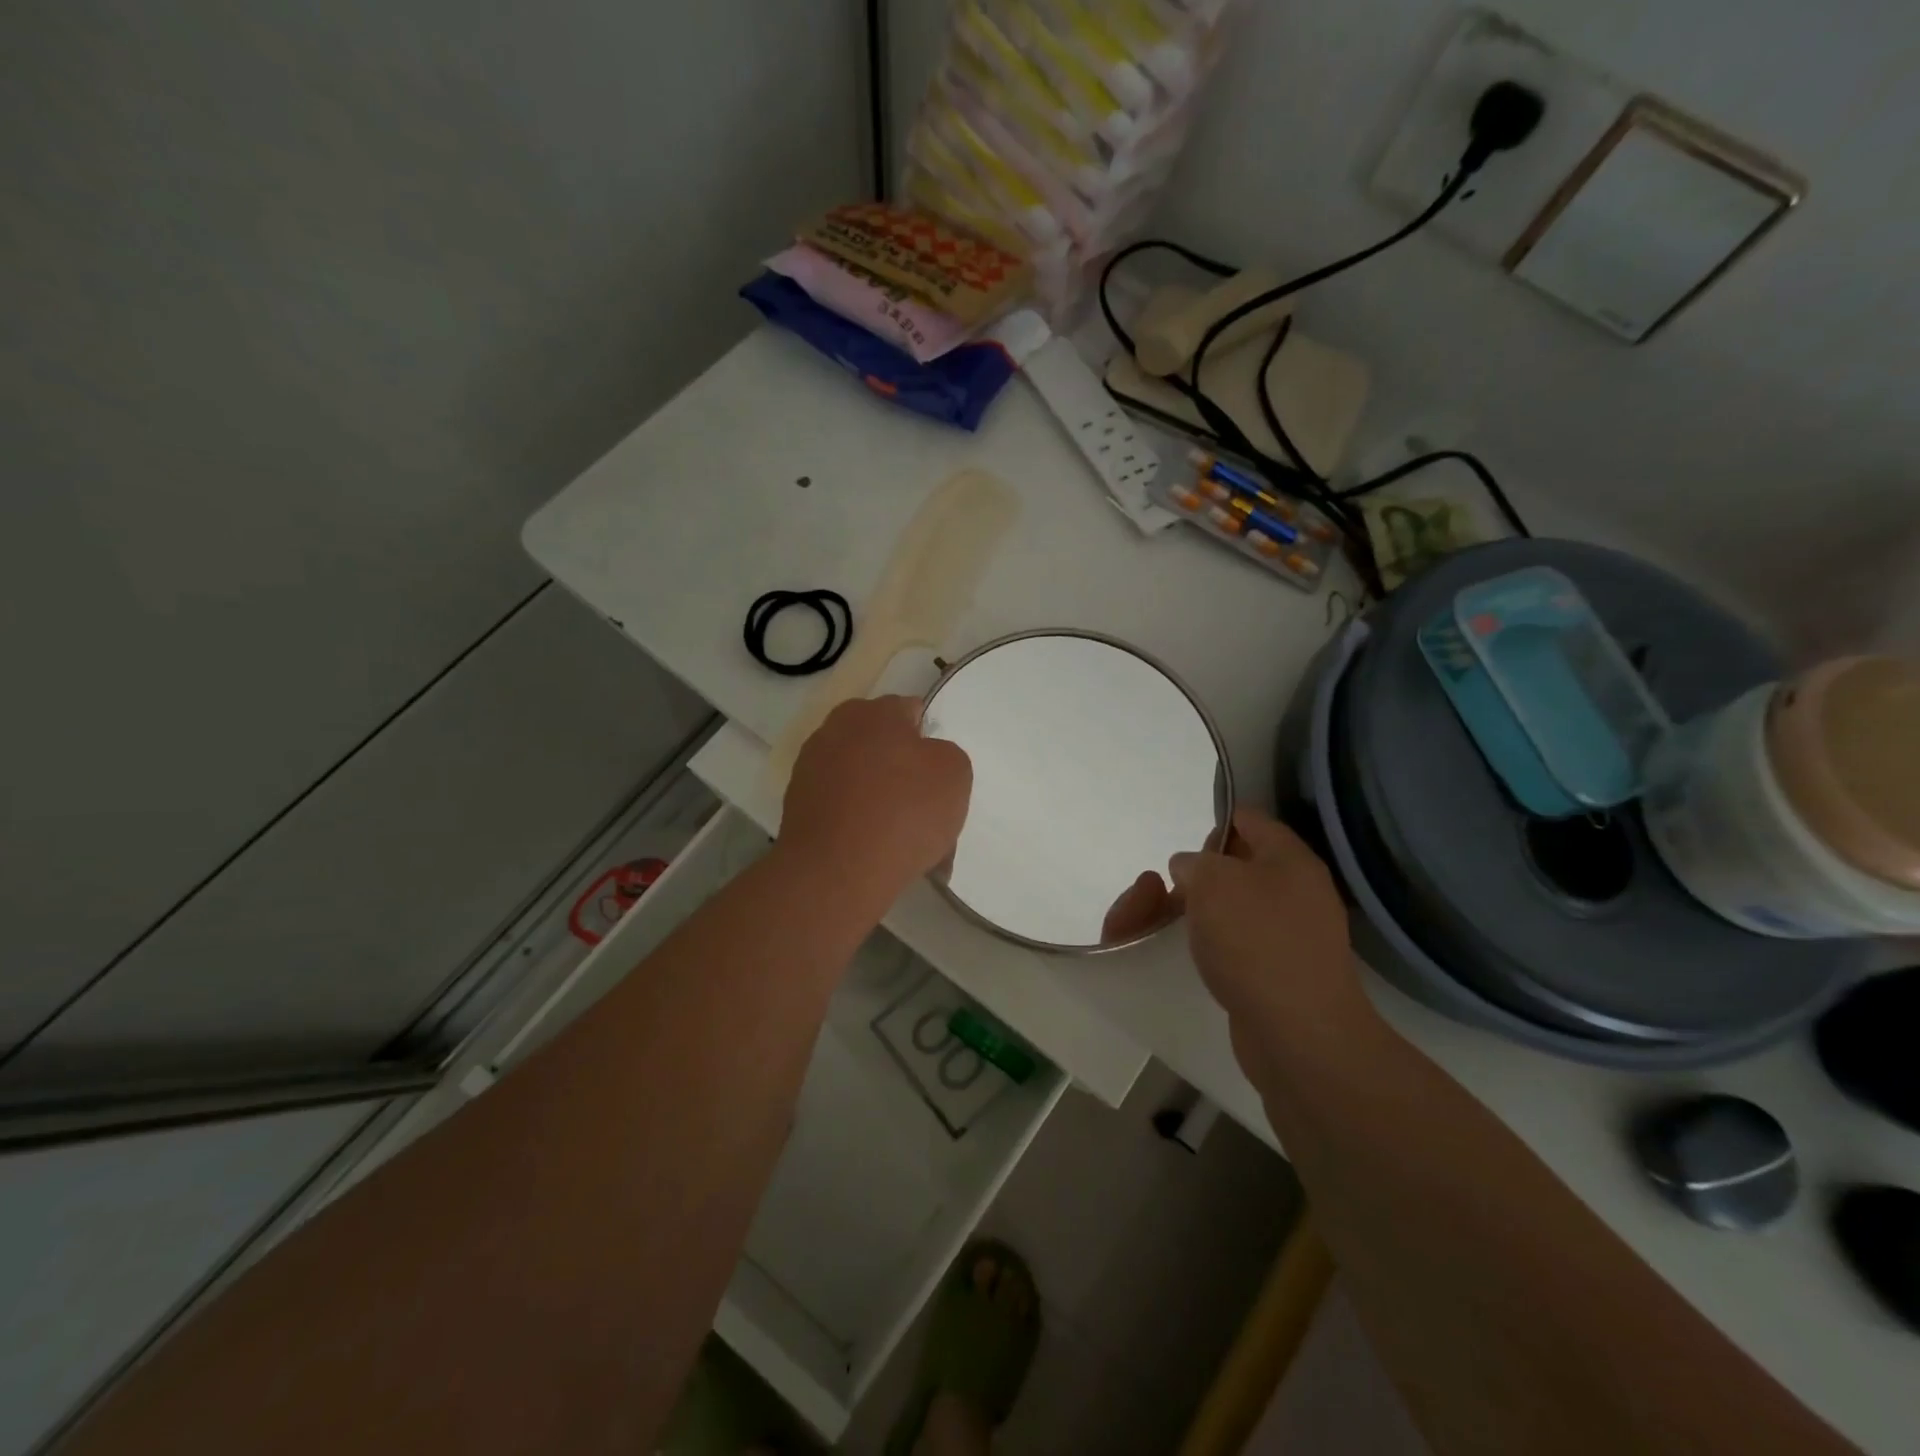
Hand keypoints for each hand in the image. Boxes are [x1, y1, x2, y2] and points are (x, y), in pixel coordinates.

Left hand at [780, 696, 972, 906]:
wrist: (837, 872)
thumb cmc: (904, 812)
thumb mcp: (954, 773)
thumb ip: (944, 754)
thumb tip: (923, 758)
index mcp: (873, 711)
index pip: (910, 711)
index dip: (930, 741)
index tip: (940, 774)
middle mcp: (835, 729)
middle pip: (882, 745)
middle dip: (903, 771)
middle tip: (926, 809)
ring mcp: (810, 768)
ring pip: (862, 780)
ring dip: (882, 800)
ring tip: (904, 841)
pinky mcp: (796, 806)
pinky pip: (842, 808)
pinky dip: (859, 824)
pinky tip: (877, 853)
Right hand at [1170, 808, 1369, 1040]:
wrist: (1299, 1034)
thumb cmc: (1256, 942)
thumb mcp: (1212, 882)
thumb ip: (1194, 863)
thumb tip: (1191, 869)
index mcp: (1290, 859)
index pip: (1249, 820)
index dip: (1213, 825)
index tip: (1183, 854)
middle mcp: (1297, 892)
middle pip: (1237, 866)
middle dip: (1196, 877)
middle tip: (1168, 895)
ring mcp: (1291, 935)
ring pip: (1233, 908)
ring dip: (1196, 913)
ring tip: (1168, 928)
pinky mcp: (1278, 973)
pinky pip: (1238, 944)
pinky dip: (1212, 946)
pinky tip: (1194, 958)